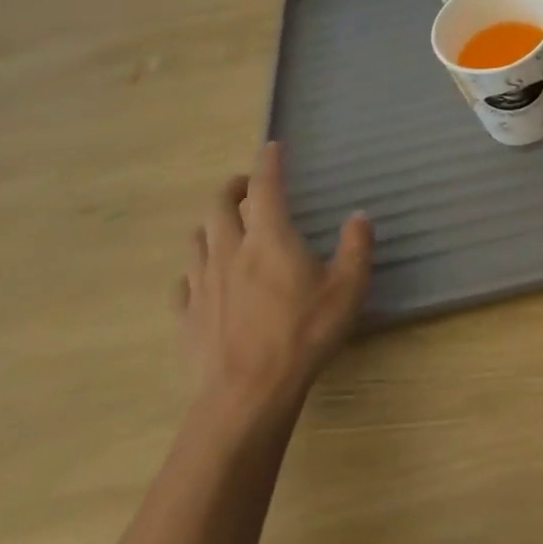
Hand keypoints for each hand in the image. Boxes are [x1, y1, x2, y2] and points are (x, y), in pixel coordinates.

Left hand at [177, 142, 373, 434]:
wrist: (246, 396)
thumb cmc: (303, 336)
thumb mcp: (347, 290)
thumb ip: (357, 248)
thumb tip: (359, 216)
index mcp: (269, 238)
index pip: (266, 186)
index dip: (269, 162)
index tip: (272, 147)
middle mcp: (230, 251)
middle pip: (219, 206)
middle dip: (232, 188)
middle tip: (246, 188)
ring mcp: (202, 284)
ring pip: (197, 239)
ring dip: (211, 225)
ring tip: (225, 228)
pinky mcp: (186, 316)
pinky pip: (183, 282)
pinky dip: (195, 270)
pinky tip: (204, 280)